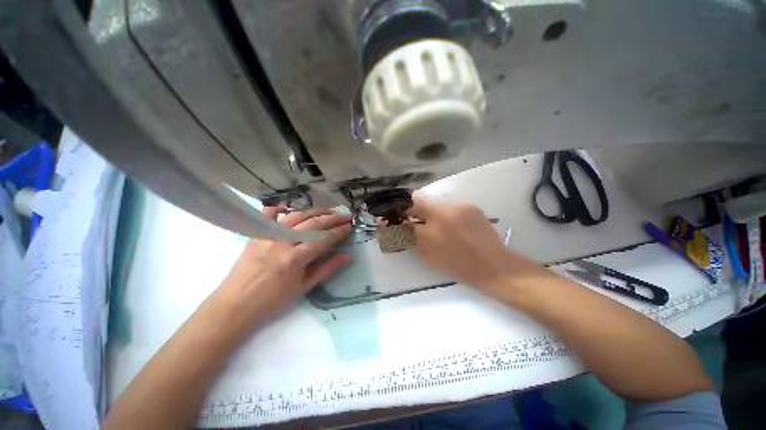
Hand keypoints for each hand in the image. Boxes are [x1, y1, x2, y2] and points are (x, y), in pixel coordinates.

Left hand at [206, 207, 351, 335]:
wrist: (236, 304)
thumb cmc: (273, 300)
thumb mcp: (304, 287)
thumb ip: (327, 269)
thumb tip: (347, 256)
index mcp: (294, 259)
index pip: (323, 239)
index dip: (339, 232)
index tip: (349, 226)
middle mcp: (282, 242)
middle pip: (312, 224)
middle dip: (332, 218)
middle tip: (345, 216)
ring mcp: (267, 235)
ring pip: (296, 215)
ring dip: (315, 211)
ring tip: (328, 211)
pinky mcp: (256, 234)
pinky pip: (267, 214)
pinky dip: (280, 208)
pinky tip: (290, 208)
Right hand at [406, 198, 546, 291]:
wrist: (492, 264)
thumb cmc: (457, 265)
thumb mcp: (428, 255)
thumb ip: (412, 237)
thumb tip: (403, 224)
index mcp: (430, 230)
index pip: (408, 209)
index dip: (399, 209)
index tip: (397, 214)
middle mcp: (443, 211)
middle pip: (419, 200)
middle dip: (414, 208)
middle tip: (414, 218)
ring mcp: (458, 206)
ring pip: (435, 203)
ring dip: (431, 211)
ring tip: (438, 224)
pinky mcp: (469, 205)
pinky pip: (450, 205)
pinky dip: (445, 212)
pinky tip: (452, 223)